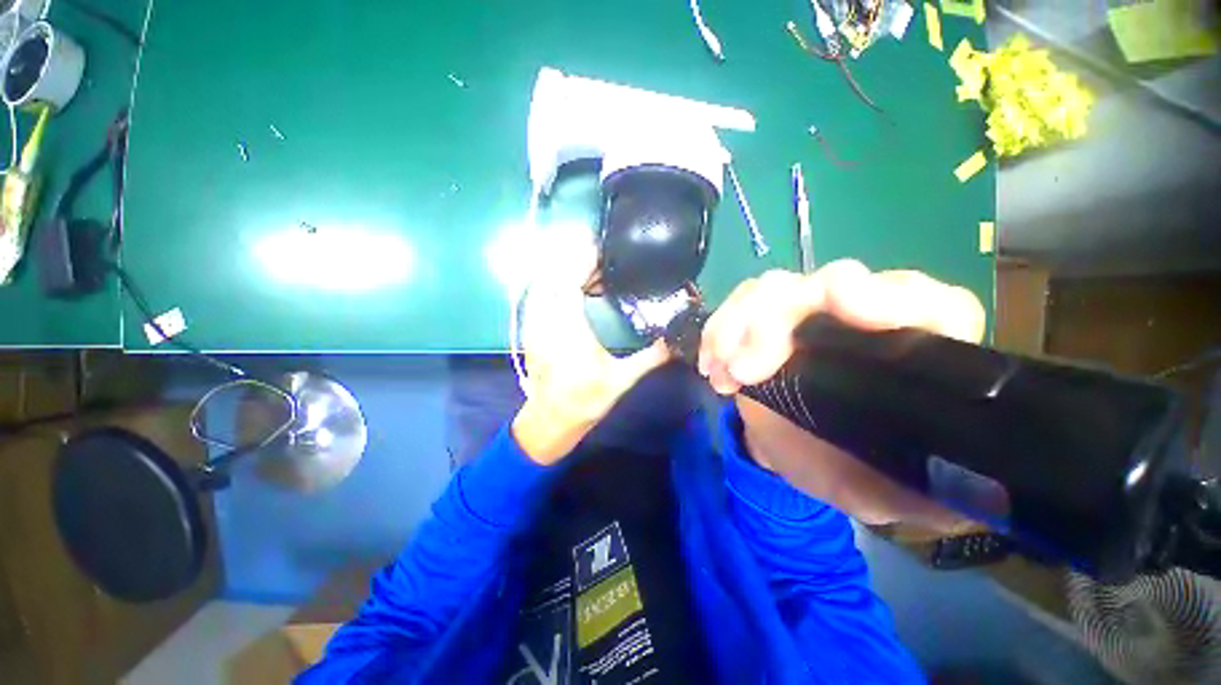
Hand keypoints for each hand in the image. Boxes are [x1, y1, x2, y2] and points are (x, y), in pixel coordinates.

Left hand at [511, 231, 669, 464]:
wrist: (550, 420)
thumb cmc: (584, 401)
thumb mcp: (620, 380)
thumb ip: (650, 358)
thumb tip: (675, 341)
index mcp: (568, 329)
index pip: (568, 281)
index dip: (582, 260)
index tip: (602, 250)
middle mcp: (546, 320)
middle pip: (553, 274)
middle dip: (576, 261)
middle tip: (604, 262)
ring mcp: (534, 323)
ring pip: (544, 282)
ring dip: (566, 272)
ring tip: (594, 274)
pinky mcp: (531, 328)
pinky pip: (539, 294)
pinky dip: (557, 285)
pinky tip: (578, 291)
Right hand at [699, 260, 985, 530]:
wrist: (787, 451)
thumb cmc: (844, 467)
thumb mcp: (892, 493)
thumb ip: (932, 494)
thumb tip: (971, 494)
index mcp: (913, 349)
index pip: (927, 302)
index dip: (890, 294)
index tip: (840, 302)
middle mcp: (863, 316)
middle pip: (830, 283)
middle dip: (777, 320)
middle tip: (745, 370)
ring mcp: (808, 310)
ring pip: (774, 287)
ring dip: (738, 326)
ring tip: (724, 374)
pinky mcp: (764, 316)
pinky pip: (737, 303)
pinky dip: (717, 331)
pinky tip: (711, 367)